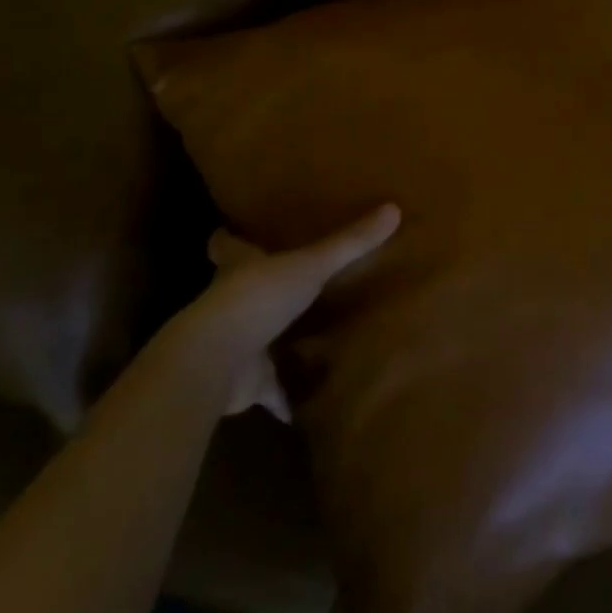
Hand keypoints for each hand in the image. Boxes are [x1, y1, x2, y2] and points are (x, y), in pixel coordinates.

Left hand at [188, 204, 399, 418]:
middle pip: (241, 289)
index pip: (227, 245)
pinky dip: (285, 398)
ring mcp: (236, 343)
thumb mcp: (311, 264)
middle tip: (289, 278)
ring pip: (256, 336)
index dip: (230, 238)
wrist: (218, 363)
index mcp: (240, 267)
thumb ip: (350, 243)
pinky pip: (270, 389)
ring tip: (306, 333)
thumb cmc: (258, 298)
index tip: (232, 230)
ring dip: (274, 338)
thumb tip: (393, 209)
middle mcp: (232, 302)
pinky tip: (306, 404)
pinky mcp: (245, 382)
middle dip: (261, 286)